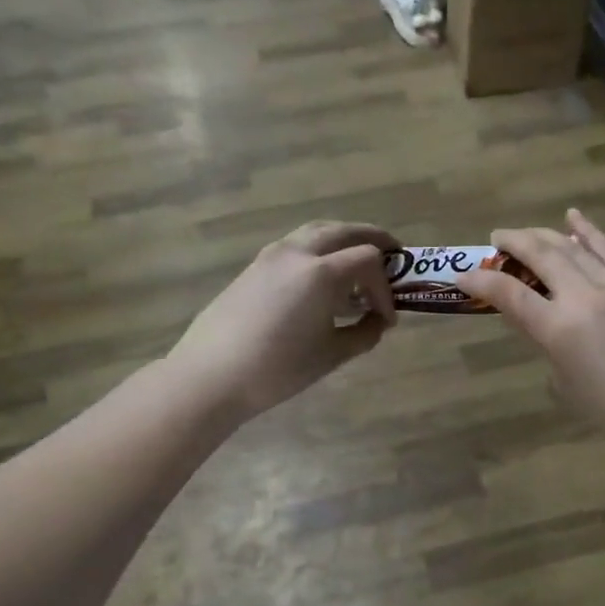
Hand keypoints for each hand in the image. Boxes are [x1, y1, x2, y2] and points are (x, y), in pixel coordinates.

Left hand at [169, 221, 397, 422]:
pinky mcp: (254, 266)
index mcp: (322, 272)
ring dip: (343, 243)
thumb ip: (364, 333)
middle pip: (344, 231)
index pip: (368, 261)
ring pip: (317, 232)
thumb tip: (378, 322)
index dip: (385, 286)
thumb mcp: (331, 355)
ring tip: (356, 267)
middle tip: (393, 256)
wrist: (211, 375)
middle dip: (372, 241)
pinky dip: (318, 252)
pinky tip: (320, 282)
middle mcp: (298, 252)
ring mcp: (271, 255)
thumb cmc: (278, 368)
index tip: (387, 317)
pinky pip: (296, 246)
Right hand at [455, 209, 604, 454]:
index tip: (464, 274)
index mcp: (559, 328)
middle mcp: (583, 296)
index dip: (482, 282)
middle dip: (512, 243)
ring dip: (543, 235)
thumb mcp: (566, 382)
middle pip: (540, 256)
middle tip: (495, 240)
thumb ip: (546, 344)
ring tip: (524, 234)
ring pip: (571, 247)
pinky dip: (587, 231)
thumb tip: (540, 320)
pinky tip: (572, 218)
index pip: (509, 294)